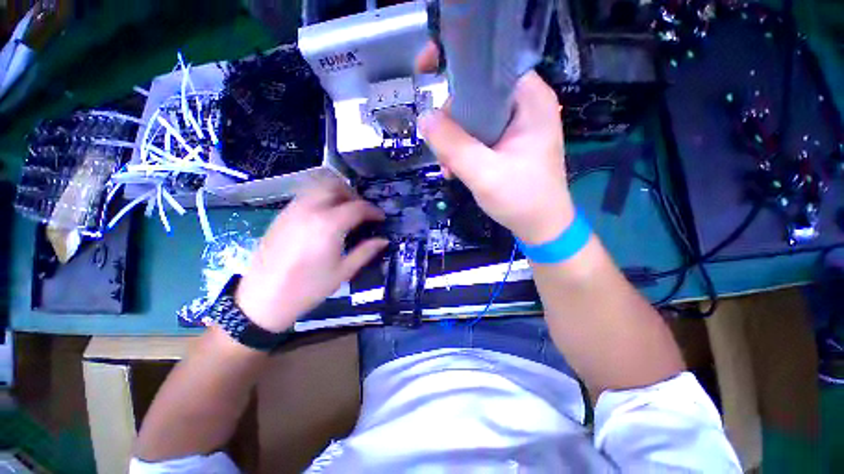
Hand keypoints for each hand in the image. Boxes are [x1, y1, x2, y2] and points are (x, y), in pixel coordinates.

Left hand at [235, 182, 387, 331]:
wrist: (263, 299)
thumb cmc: (308, 288)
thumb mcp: (343, 271)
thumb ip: (366, 251)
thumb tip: (383, 240)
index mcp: (329, 224)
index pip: (358, 207)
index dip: (373, 211)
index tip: (381, 218)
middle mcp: (310, 209)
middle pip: (336, 186)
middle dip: (353, 194)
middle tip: (361, 211)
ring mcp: (293, 209)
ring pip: (318, 187)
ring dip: (336, 193)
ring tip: (344, 211)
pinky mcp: (281, 215)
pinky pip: (305, 196)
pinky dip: (320, 198)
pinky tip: (324, 217)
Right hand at [417, 44, 573, 245]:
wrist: (541, 227)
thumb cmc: (521, 199)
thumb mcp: (484, 173)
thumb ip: (453, 145)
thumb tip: (424, 118)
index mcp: (530, 100)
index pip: (488, 70)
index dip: (458, 79)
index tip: (433, 98)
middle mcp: (525, 106)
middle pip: (477, 96)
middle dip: (453, 125)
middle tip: (444, 153)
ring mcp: (516, 126)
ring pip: (473, 119)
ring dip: (455, 142)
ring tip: (450, 168)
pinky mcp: (509, 143)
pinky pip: (478, 136)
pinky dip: (464, 151)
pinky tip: (457, 171)